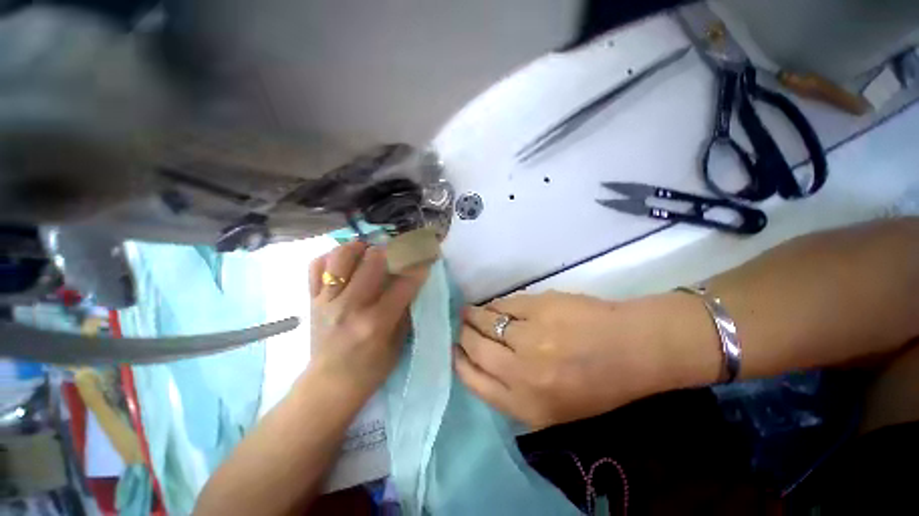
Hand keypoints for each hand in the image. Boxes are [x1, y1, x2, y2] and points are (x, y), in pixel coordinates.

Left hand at [307, 241, 428, 397]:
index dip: (419, 268)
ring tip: (370, 250)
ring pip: (342, 257)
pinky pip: (317, 267)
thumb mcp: (398, 344)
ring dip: (360, 248)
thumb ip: (406, 311)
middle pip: (373, 260)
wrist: (329, 385)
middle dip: (392, 251)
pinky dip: (332, 258)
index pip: (404, 284)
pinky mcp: (312, 300)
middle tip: (399, 253)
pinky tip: (345, 261)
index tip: (426, 258)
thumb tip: (413, 282)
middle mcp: (350, 306)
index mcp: (375, 322)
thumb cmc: (370, 369)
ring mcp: (327, 301)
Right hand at [455, 291, 714, 428]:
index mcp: (527, 404)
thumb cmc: (598, 385)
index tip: (454, 350)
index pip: (475, 381)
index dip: (459, 362)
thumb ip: (516, 392)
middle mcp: (523, 371)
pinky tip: (492, 305)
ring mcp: (530, 336)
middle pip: (476, 348)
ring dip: (472, 316)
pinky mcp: (538, 307)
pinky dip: (494, 305)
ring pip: (486, 322)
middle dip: (463, 335)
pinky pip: (505, 305)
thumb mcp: (555, 408)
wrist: (633, 349)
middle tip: (459, 327)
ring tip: (467, 312)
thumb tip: (484, 364)